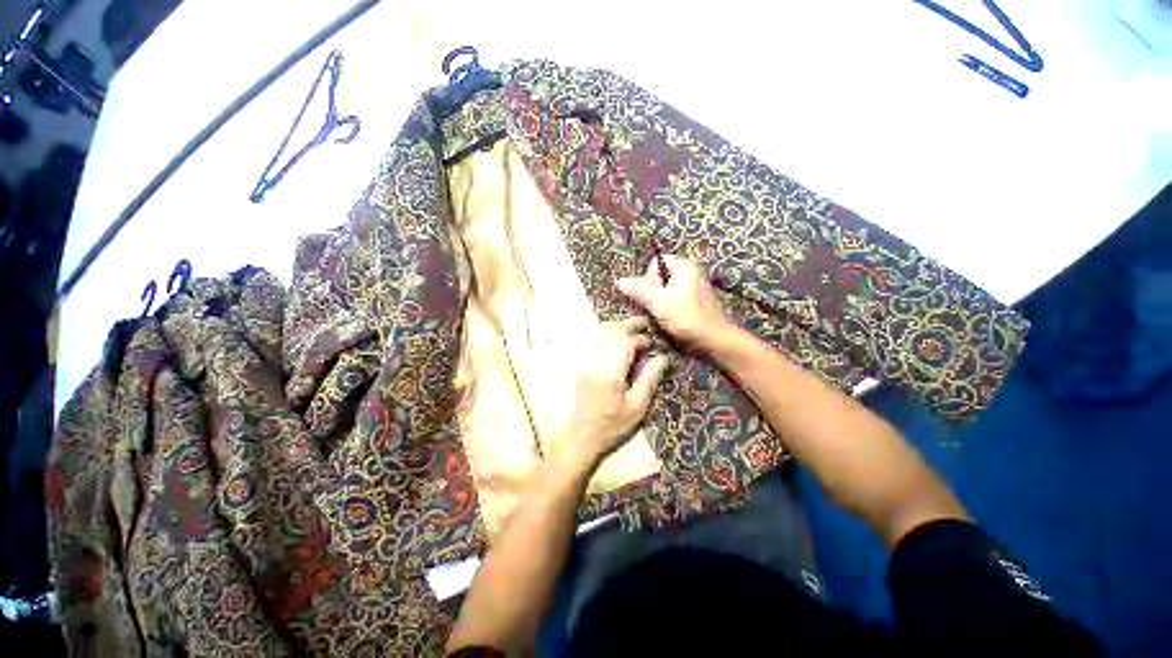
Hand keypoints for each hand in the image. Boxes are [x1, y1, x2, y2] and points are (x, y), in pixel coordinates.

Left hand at [548, 317, 667, 475]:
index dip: (640, 338)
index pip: (625, 342)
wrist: (581, 437)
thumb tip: (662, 357)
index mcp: (610, 371)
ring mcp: (584, 362)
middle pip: (610, 331)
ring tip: (630, 329)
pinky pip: (591, 340)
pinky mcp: (580, 365)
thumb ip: (649, 379)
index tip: (651, 343)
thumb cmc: (612, 425)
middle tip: (643, 323)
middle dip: (627, 324)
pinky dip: (604, 334)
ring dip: (616, 327)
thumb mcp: (637, 407)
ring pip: (599, 333)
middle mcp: (595, 361)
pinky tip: (613, 339)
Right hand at [618, 255, 729, 350]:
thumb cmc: (686, 319)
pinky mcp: (692, 302)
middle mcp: (689, 273)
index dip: (648, 278)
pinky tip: (667, 320)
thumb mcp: (659, 304)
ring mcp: (692, 288)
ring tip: (659, 315)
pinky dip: (666, 308)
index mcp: (684, 267)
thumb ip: (639, 290)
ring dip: (657, 302)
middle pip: (659, 276)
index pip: (656, 262)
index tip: (651, 295)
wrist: (712, 341)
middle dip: (651, 292)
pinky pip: (672, 299)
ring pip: (664, 290)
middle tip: (653, 307)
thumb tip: (620, 281)